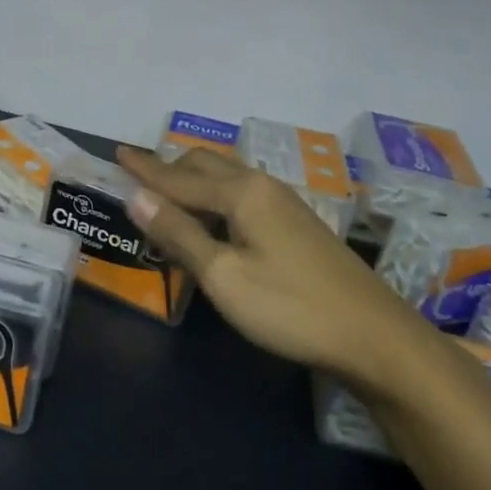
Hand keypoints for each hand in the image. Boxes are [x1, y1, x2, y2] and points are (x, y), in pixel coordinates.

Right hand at [117, 146, 438, 394]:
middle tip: (138, 181)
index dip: (144, 169)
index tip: (117, 152)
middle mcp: (261, 186)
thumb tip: (135, 196)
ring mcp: (283, 203)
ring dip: (193, 182)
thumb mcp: (223, 276)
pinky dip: (214, 197)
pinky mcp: (296, 224)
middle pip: (204, 166)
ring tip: (168, 196)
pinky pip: (242, 194)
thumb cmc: (290, 307)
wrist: (374, 337)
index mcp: (241, 192)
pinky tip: (213, 220)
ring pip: (226, 177)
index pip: (178, 177)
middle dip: (168, 169)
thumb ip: (178, 233)